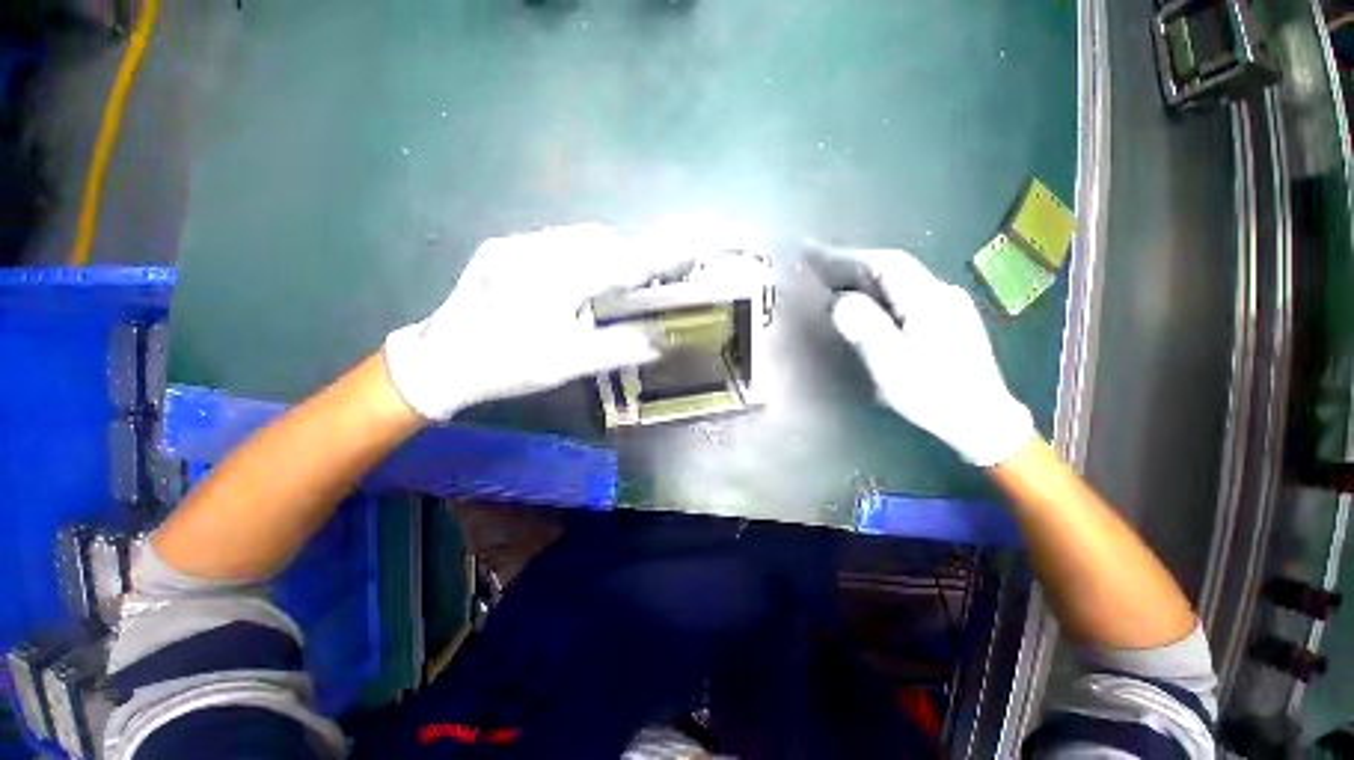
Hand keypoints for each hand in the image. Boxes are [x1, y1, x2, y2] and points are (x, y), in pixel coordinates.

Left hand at [384, 224, 686, 420]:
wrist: (440, 362)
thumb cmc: (505, 366)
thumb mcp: (565, 364)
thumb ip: (616, 349)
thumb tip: (660, 341)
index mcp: (555, 280)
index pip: (625, 261)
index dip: (666, 250)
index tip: (701, 236)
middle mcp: (536, 249)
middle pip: (601, 240)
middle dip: (627, 257)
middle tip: (635, 286)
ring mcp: (515, 244)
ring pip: (577, 237)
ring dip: (600, 256)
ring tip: (599, 289)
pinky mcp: (502, 247)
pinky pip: (553, 241)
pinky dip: (575, 255)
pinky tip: (567, 284)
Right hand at [823, 246, 1034, 466]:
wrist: (982, 420)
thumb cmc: (934, 393)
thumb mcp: (893, 363)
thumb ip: (865, 328)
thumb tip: (837, 301)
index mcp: (928, 299)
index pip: (884, 264)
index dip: (846, 257)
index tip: (813, 252)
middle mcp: (940, 293)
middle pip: (890, 270)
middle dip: (850, 266)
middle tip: (814, 268)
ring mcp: (946, 306)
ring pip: (896, 283)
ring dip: (862, 280)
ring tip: (831, 284)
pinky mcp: (945, 321)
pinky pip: (902, 297)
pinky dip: (876, 294)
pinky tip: (865, 306)